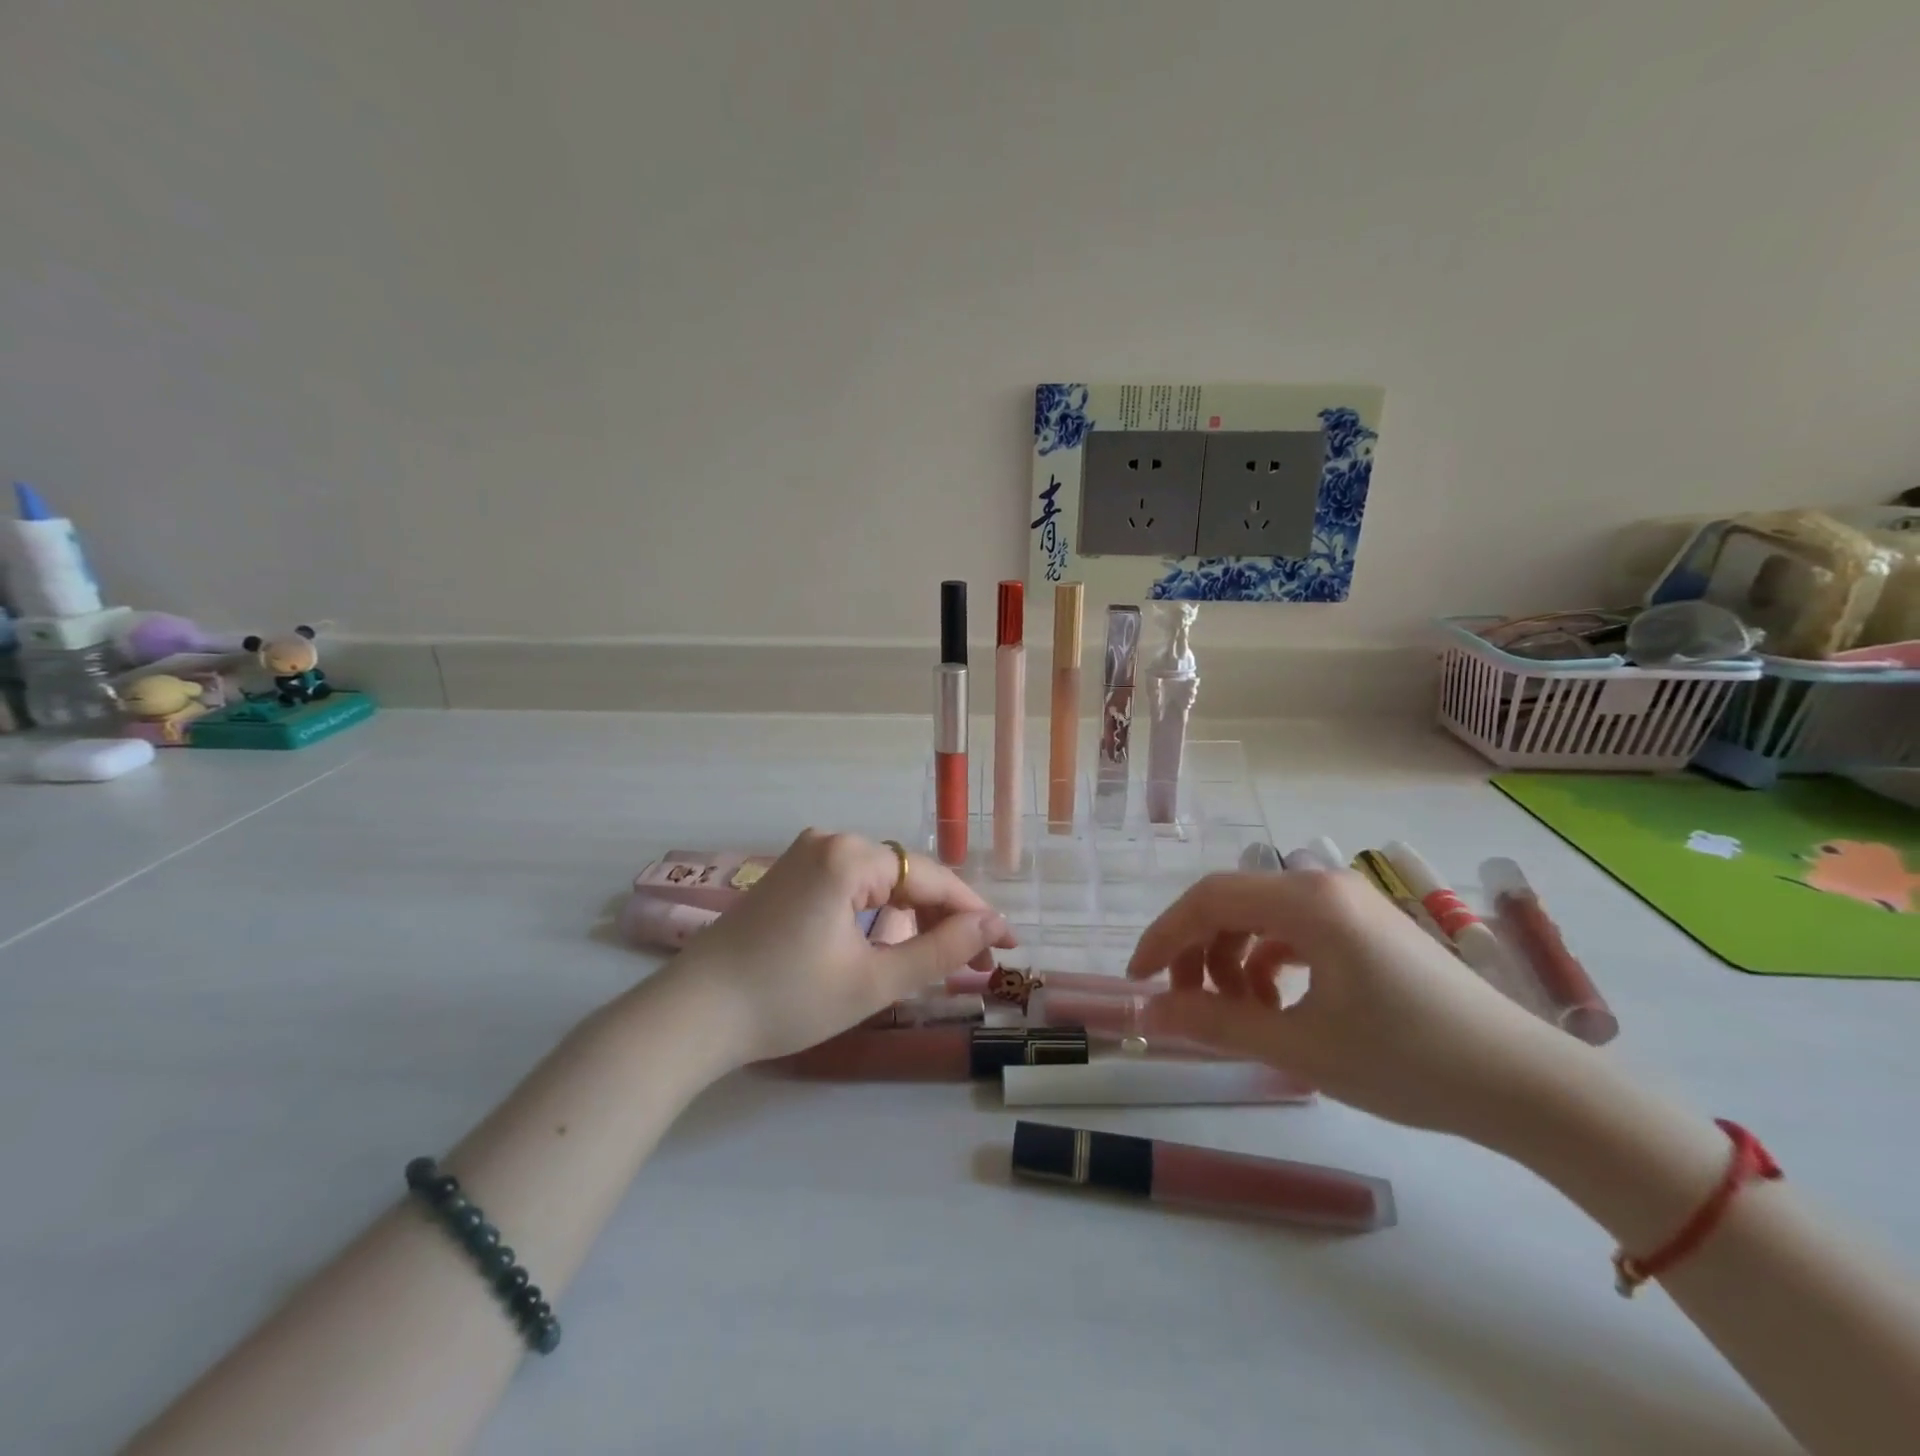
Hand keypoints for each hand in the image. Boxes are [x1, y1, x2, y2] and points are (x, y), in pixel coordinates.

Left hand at [663, 829, 1015, 1066]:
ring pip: (879, 883)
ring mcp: (804, 856)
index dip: (974, 913)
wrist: (692, 1016)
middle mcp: (828, 841)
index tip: (1007, 946)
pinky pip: (851, 887)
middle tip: (977, 964)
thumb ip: (939, 950)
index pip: (930, 879)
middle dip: (944, 918)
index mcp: (849, 856)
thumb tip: (991, 925)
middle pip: (906, 876)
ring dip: (912, 918)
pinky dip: (877, 916)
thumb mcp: (873, 981)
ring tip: (939, 961)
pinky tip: (889, 946)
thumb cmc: (786, 1000)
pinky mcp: (789, 876)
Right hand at [1126, 869, 1574, 1138]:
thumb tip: (1148, 1015)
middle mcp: (1323, 886)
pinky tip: (1277, 1005)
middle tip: (1186, 1004)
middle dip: (1197, 952)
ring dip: (1233, 960)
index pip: (1208, 899)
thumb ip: (1216, 1022)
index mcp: (1307, 901)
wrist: (1527, 1087)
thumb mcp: (1300, 1045)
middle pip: (1231, 903)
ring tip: (1238, 1015)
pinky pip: (1294, 931)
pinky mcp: (1365, 927)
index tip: (1139, 980)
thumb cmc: (1409, 1062)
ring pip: (1260, 918)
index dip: (1164, 936)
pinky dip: (1269, 963)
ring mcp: (1348, 903)